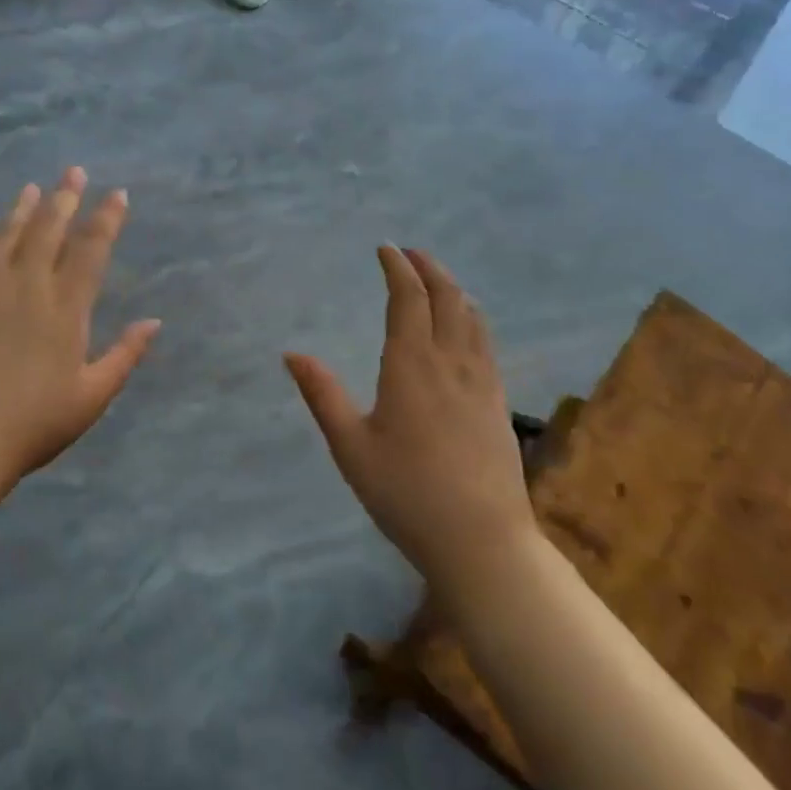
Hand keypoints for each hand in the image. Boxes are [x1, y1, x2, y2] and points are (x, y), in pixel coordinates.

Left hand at [0, 169, 159, 496]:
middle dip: (65, 197)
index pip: (91, 250)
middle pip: (48, 229)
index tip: (118, 194)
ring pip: (6, 235)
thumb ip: (125, 355)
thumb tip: (155, 322)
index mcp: (65, 308)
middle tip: (74, 171)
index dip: (107, 218)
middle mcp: (27, 286)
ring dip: (22, 208)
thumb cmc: (32, 425)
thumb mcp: (91, 397)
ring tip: (33, 187)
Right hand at [286, 247, 534, 594]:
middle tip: (410, 253)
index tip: (385, 249)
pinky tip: (467, 326)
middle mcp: (450, 361)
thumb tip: (292, 354)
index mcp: (411, 365)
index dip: (397, 268)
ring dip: (453, 288)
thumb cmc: (406, 493)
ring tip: (436, 279)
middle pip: (446, 297)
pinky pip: (486, 340)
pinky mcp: (498, 401)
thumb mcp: (351, 447)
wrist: (482, 540)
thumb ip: (322, 395)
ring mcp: (481, 380)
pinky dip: (472, 316)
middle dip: (428, 268)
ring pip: (472, 316)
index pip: (408, 298)